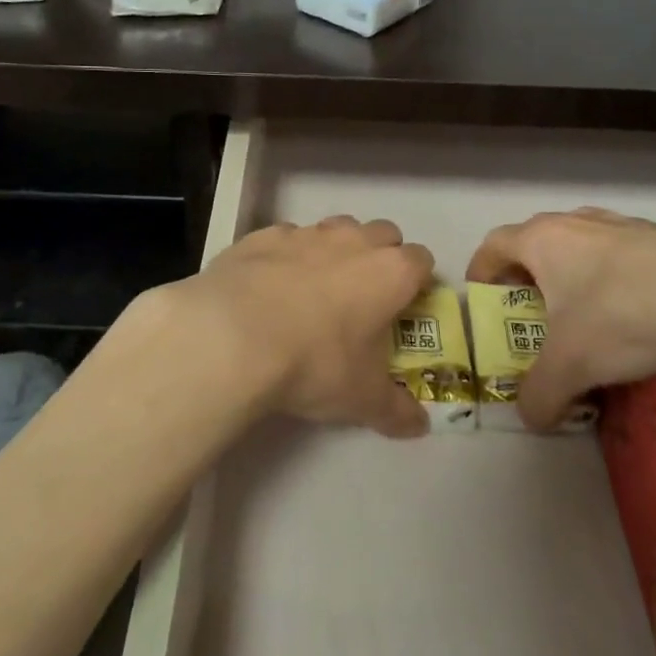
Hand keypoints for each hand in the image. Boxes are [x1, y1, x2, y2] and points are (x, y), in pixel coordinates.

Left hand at [146, 215, 435, 438]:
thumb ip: (396, 410)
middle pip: (384, 234)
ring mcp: (306, 233)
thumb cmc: (315, 363)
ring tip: (317, 288)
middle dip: (380, 257)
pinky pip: (286, 238)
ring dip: (336, 251)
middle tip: (365, 296)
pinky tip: (271, 287)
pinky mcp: (263, 235)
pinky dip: (287, 256)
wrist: (233, 336)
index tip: (405, 307)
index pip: (422, 261)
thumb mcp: (362, 398)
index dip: (417, 282)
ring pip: (335, 228)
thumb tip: (419, 427)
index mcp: (391, 272)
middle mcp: (354, 242)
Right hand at [466, 208, 655, 429]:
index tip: (483, 299)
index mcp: (544, 240)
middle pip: (538, 241)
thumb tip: (530, 417)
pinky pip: (635, 253)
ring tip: (591, 310)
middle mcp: (579, 222)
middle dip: (530, 274)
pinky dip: (628, 274)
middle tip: (535, 311)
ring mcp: (628, 224)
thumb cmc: (623, 316)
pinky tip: (648, 306)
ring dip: (579, 271)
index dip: (481, 271)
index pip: (494, 245)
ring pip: (588, 243)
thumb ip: (538, 395)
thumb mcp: (570, 368)